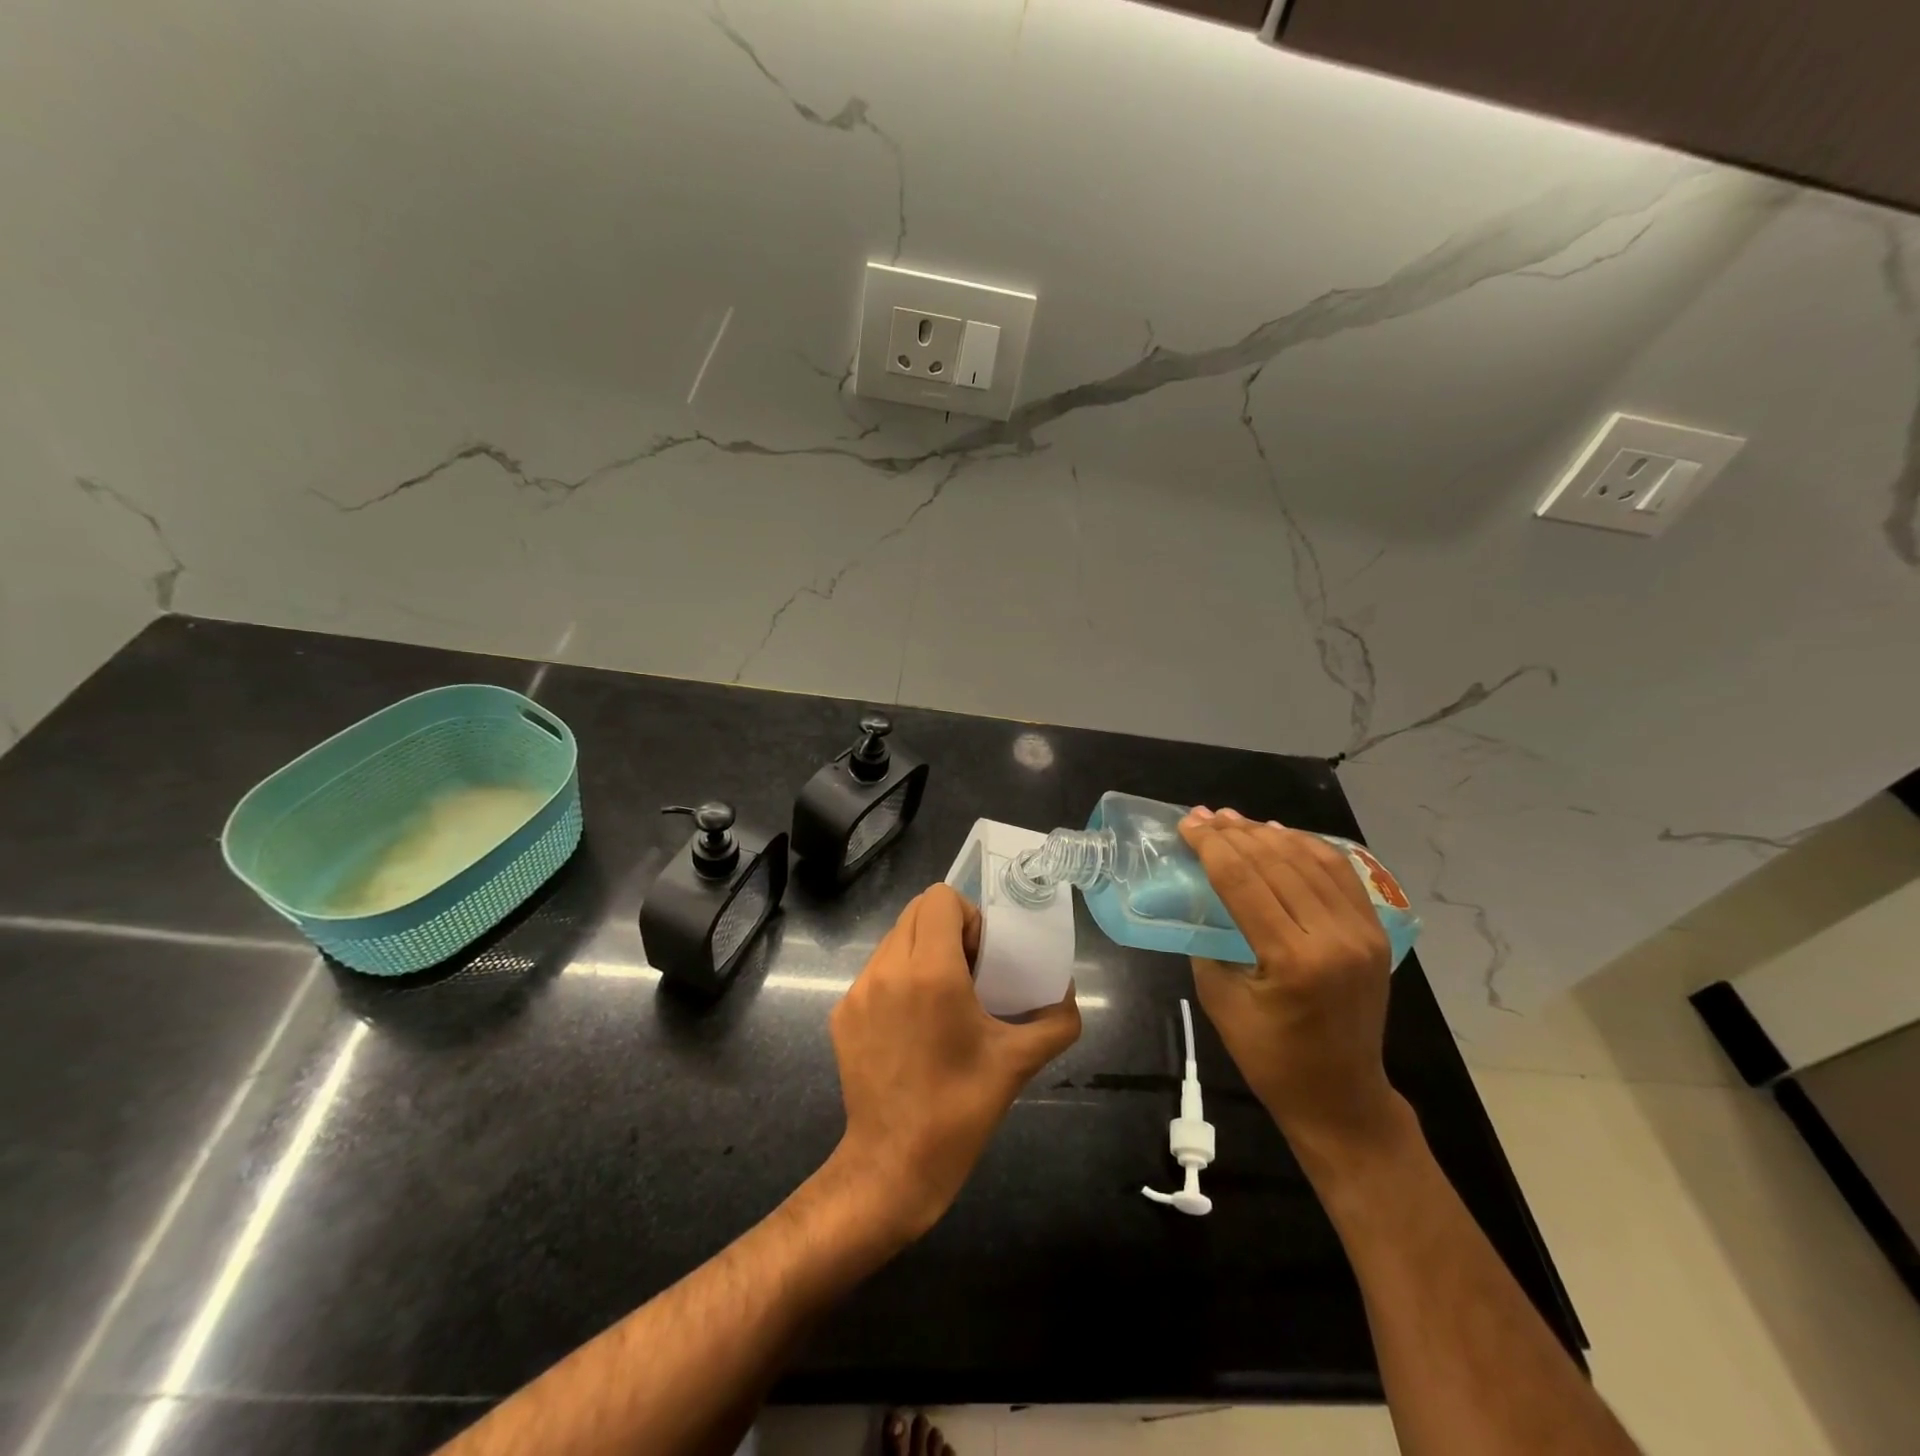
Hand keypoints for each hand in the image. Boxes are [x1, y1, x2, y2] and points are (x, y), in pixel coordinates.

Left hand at [828, 884, 1081, 1238]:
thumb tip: (1066, 992)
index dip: (968, 916)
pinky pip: (876, 971)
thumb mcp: (1018, 1062)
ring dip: (922, 951)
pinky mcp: (842, 1013)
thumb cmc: (960, 1109)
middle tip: (969, 971)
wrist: (892, 1166)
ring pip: (893, 939)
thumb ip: (1056, 1021)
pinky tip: (914, 1024)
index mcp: (931, 971)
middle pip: (915, 911)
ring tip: (942, 997)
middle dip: (947, 928)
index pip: (940, 898)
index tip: (983, 955)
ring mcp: (858, 991)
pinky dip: (899, 978)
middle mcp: (888, 969)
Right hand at [1179, 809, 1399, 1168]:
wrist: (1341, 1097)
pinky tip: (1281, 835)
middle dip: (1235, 834)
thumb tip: (1199, 894)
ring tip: (1235, 820)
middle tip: (1204, 816)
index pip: (1244, 882)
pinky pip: (1340, 874)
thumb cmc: (1271, 1059)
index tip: (1188, 824)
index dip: (1211, 846)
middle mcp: (1335, 938)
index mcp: (1293, 960)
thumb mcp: (1220, 1000)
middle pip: (1277, 863)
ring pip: (1311, 860)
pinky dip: (1308, 847)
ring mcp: (1363, 933)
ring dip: (1269, 834)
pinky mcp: (1375, 934)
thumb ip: (1208, 941)